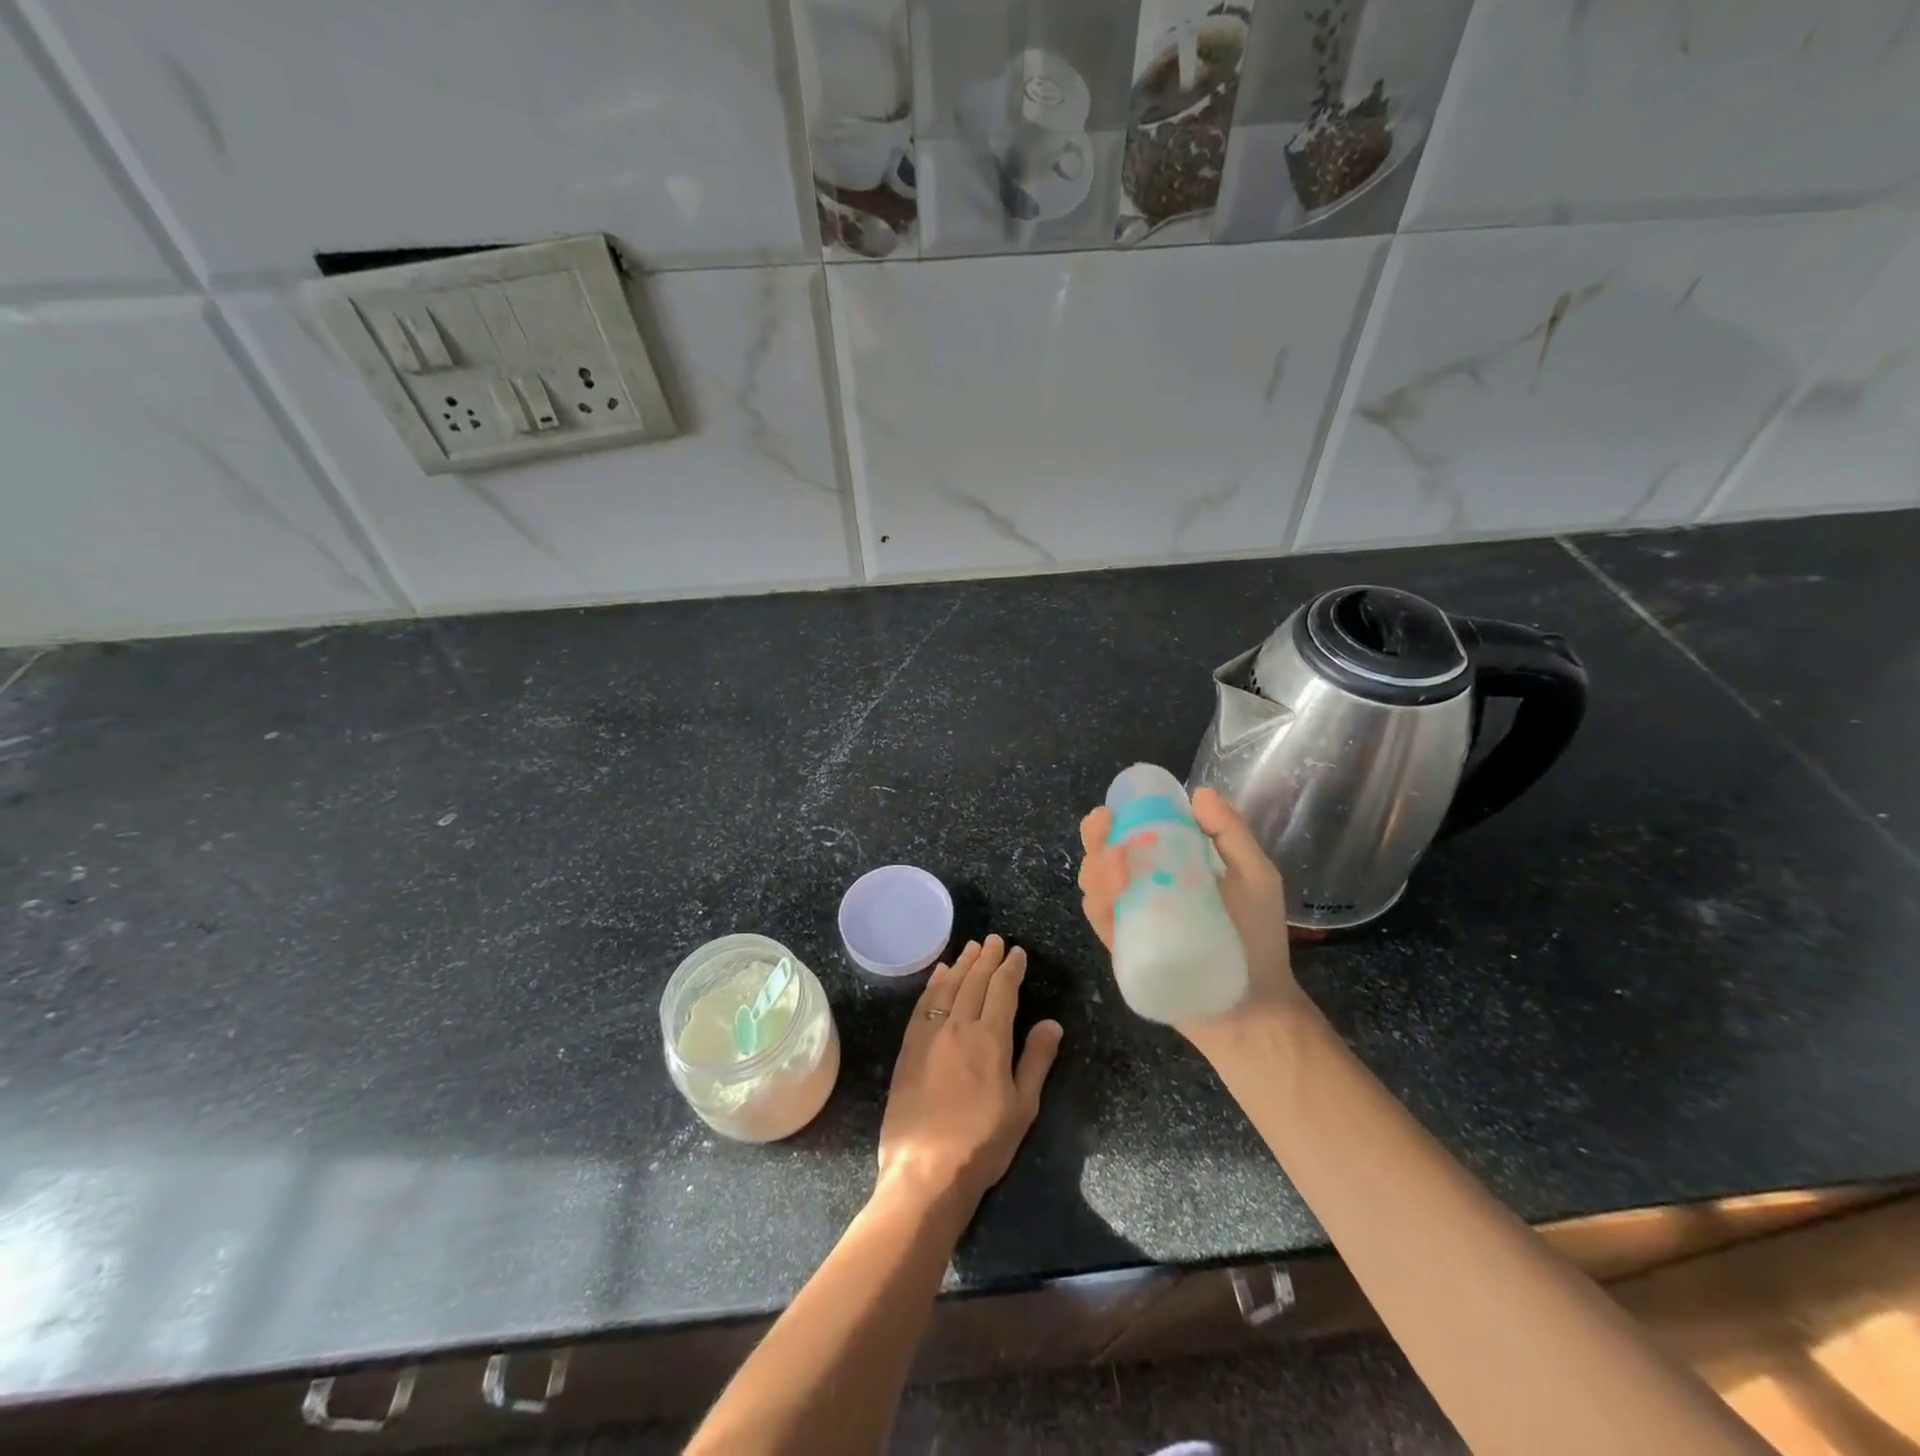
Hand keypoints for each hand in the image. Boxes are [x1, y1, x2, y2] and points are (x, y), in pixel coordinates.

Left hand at [876, 935, 1063, 1211]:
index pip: (1003, 990)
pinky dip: (934, 983)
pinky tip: (939, 974)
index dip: (1011, 968)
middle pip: (974, 981)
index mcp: (990, 1039)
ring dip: (961, 964)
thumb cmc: (982, 1143)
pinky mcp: (909, 1047)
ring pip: (948, 986)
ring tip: (971, 947)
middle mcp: (958, 1026)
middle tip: (995, 940)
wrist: (925, 1170)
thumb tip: (1052, 1023)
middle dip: (987, 958)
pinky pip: (923, 1003)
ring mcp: (929, 1034)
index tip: (1018, 952)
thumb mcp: (1022, 1107)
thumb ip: (1036, 1060)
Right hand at [1078, 787, 1303, 1044]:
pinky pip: (1101, 922)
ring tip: (1116, 861)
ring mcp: (1132, 921)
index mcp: (1170, 868)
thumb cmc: (1258, 939)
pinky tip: (1113, 892)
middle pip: (1103, 857)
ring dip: (1096, 867)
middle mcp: (1144, 891)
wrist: (1254, 1008)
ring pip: (1094, 886)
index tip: (1115, 808)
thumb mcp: (1256, 877)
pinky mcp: (1124, 951)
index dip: (1116, 819)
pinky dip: (1099, 902)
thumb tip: (1198, 793)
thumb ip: (1231, 834)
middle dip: (1095, 838)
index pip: (1132, 835)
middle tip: (1104, 828)